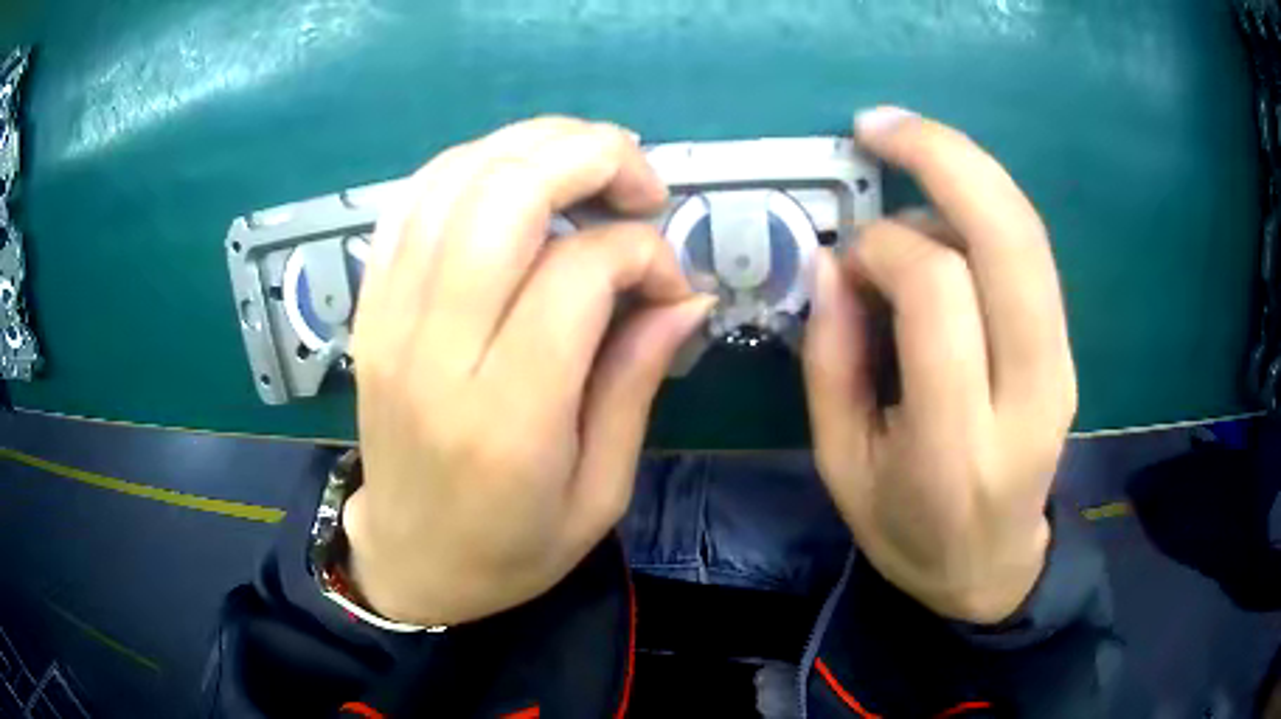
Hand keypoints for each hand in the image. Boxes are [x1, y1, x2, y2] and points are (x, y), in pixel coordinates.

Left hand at [343, 117, 712, 625]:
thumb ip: (636, 381)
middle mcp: (434, 351)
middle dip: (589, 157)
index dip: (642, 252)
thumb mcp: (600, 493)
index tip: (670, 284)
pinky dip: (473, 166)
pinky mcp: (370, 306)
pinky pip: (413, 200)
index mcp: (506, 417)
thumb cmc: (512, 548)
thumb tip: (686, 295)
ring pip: (455, 179)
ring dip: (533, 147)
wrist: (410, 560)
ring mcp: (388, 319)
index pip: (577, 271)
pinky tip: (515, 182)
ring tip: (586, 169)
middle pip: (504, 194)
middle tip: (639, 183)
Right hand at [804, 108, 1076, 623]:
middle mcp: (1028, 394)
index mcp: (957, 442)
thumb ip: (832, 362)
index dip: (885, 246)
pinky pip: (1032, 254)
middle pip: (1009, 240)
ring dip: (967, 170)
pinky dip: (987, 205)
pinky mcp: (1068, 351)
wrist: (991, 568)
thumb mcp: (842, 467)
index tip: (849, 253)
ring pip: (1029, 234)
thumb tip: (836, 261)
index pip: (939, 293)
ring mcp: (1061, 367)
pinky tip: (944, 200)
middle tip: (878, 124)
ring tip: (906, 144)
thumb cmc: (907, 531)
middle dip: (943, 158)